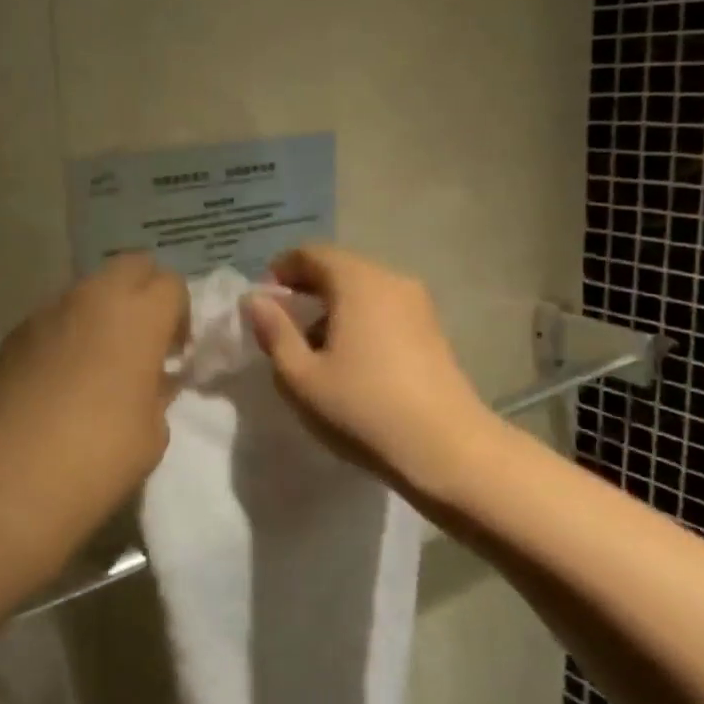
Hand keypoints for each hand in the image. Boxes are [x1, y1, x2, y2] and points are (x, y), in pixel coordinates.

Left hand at [0, 253, 188, 488]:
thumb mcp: (154, 428)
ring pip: (87, 289)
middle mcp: (94, 298)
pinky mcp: (15, 333)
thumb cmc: (103, 452)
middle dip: (143, 291)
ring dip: (101, 311)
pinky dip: (64, 333)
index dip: (178, 313)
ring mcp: (49, 311)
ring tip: (96, 357)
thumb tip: (152, 378)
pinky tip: (58, 377)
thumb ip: (158, 389)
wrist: (18, 474)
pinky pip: (52, 318)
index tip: (173, 350)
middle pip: (130, 266)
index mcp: (140, 315)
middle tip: (141, 337)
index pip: (171, 283)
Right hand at [243, 246, 499, 501]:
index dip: (282, 270)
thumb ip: (274, 332)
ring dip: (334, 306)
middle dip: (307, 289)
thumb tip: (255, 300)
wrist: (448, 450)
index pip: (311, 253)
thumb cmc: (363, 408)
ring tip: (314, 347)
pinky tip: (351, 360)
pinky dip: (360, 320)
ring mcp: (418, 304)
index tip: (263, 300)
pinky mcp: (432, 330)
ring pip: (364, 289)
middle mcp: (390, 279)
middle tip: (282, 324)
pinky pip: (385, 309)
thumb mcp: (302, 376)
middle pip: (340, 268)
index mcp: (357, 281)